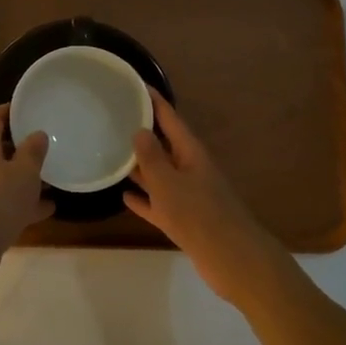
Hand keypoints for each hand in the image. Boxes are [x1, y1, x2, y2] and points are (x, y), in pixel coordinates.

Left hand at [0, 105, 52, 284]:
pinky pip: (4, 200)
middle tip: (45, 143)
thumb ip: (33, 151)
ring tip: (52, 178)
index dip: (10, 111)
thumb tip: (37, 134)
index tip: (28, 109)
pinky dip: (23, 202)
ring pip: (3, 176)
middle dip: (21, 146)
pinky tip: (48, 208)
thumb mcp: (24, 172)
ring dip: (24, 177)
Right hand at [127, 92, 297, 307]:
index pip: (170, 118)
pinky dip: (144, 199)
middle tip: (114, 118)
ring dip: (140, 166)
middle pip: (164, 145)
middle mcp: (190, 169)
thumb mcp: (169, 183)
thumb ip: (152, 157)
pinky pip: (159, 203)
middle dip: (143, 132)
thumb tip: (140, 130)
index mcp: (191, 153)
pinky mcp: (184, 220)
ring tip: (112, 154)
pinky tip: (125, 196)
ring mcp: (188, 195)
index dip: (154, 101)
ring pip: (159, 175)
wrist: (233, 260)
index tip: (135, 84)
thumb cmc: (200, 215)